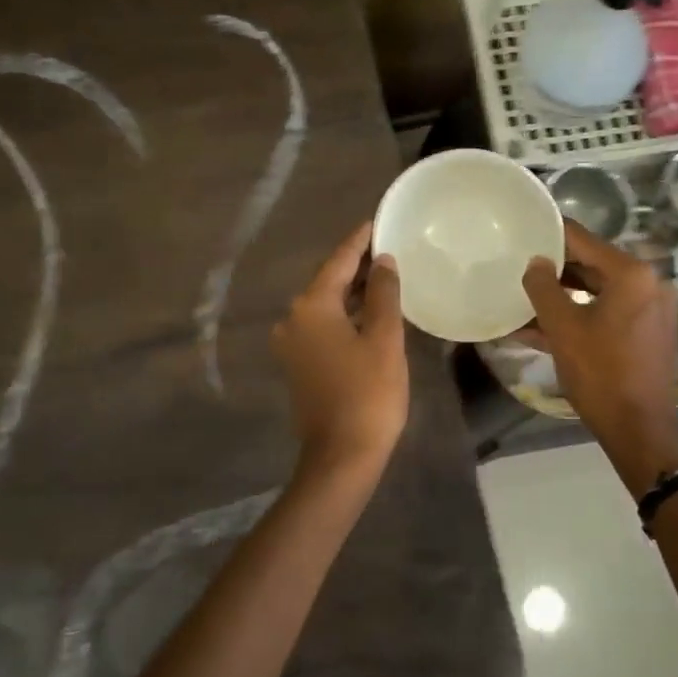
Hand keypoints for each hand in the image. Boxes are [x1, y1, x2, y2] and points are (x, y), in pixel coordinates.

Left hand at [274, 222, 407, 476]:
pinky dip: (343, 315)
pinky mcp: (297, 364)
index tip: (376, 221)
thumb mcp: (384, 338)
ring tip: (382, 276)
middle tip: (387, 247)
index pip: (338, 261)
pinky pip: (321, 326)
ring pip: (324, 305)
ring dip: (350, 292)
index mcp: (311, 307)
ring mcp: (291, 344)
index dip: (359, 241)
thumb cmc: (369, 393)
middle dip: (356, 265)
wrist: (341, 455)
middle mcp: (292, 319)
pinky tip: (366, 312)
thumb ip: (382, 293)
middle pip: (327, 281)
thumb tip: (382, 261)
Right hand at [522, 221, 677, 494]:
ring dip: (565, 294)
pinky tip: (547, 324)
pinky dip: (582, 313)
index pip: (583, 240)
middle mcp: (650, 282)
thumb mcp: (563, 328)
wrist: (639, 428)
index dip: (550, 235)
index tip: (523, 232)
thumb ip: (543, 288)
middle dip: (555, 269)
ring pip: (599, 290)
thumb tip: (535, 262)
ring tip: (527, 297)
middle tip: (520, 266)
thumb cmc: (600, 373)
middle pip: (593, 264)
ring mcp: (653, 307)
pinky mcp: (650, 330)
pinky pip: (610, 311)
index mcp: (632, 274)